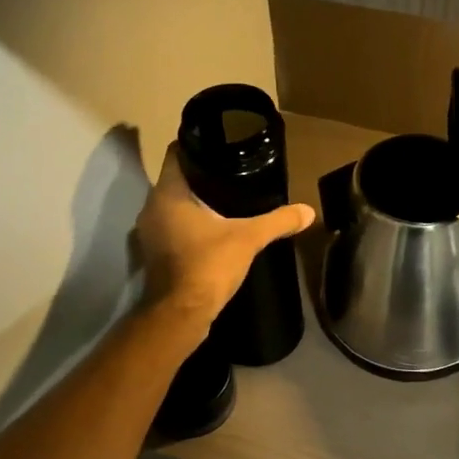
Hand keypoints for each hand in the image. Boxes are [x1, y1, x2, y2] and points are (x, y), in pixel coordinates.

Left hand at [135, 142, 315, 325]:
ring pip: (173, 204)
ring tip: (226, 197)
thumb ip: (278, 221)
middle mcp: (152, 207)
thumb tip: (308, 211)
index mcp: (168, 193)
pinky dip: (189, 223)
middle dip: (201, 174)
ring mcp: (150, 232)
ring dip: (194, 201)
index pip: (177, 154)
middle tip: (232, 169)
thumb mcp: (249, 238)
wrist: (181, 314)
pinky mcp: (155, 253)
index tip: (220, 144)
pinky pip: (172, 226)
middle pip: (176, 178)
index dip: (196, 145)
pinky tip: (213, 227)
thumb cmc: (208, 265)